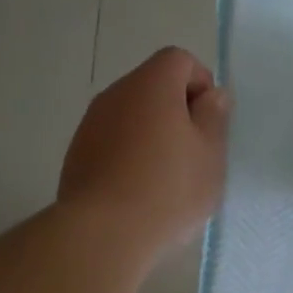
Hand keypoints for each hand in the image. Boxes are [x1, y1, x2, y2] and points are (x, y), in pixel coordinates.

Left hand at [59, 47, 229, 258]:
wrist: (103, 234)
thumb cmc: (168, 189)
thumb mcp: (210, 154)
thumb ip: (214, 117)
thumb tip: (212, 95)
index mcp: (151, 85)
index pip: (178, 59)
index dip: (200, 83)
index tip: (209, 122)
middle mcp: (116, 94)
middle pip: (152, 86)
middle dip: (177, 111)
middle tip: (193, 153)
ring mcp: (91, 124)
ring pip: (131, 115)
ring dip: (151, 134)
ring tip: (166, 177)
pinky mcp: (77, 154)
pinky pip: (112, 141)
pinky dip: (128, 154)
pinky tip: (138, 191)